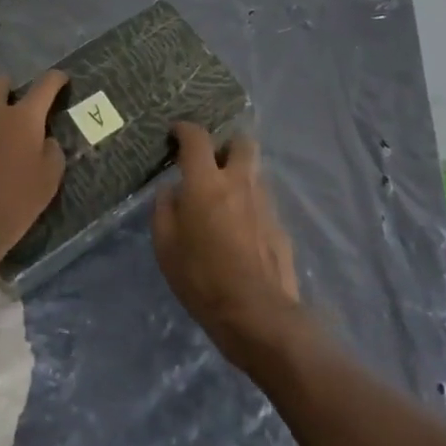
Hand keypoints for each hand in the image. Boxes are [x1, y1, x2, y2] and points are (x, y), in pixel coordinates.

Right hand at [152, 122, 305, 368]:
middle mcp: (239, 182)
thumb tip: (172, 189)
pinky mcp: (280, 226)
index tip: (175, 134)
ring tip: (223, 200)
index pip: (197, 138)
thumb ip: (165, 209)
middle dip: (226, 144)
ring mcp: (264, 203)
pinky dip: (249, 205)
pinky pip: (262, 201)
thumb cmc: (203, 279)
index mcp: (206, 182)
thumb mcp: (166, 247)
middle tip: (211, 162)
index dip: (184, 129)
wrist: (258, 315)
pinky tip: (239, 230)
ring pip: (254, 172)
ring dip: (239, 175)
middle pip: (241, 142)